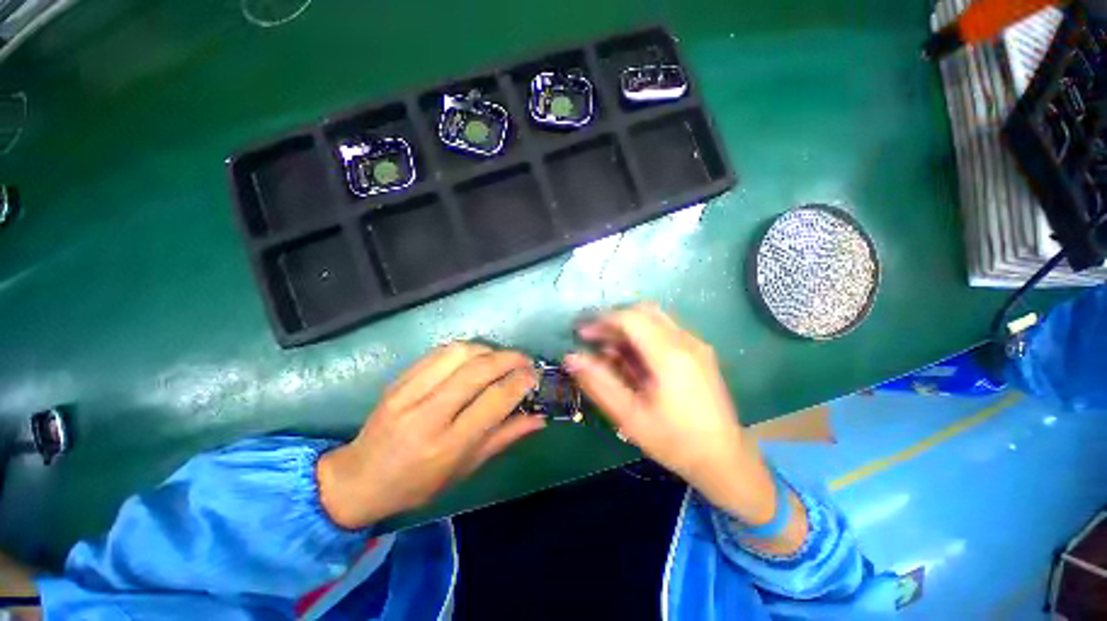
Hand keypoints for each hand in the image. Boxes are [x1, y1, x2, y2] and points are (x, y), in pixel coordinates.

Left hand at [317, 343, 544, 528]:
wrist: (358, 479)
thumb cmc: (417, 484)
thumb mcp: (465, 470)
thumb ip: (504, 439)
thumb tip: (539, 418)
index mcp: (447, 445)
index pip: (493, 401)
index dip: (520, 382)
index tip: (534, 376)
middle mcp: (428, 415)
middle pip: (478, 370)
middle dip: (509, 358)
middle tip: (525, 361)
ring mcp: (409, 393)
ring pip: (459, 353)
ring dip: (488, 350)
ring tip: (500, 359)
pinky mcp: (399, 379)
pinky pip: (439, 352)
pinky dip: (465, 349)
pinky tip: (475, 357)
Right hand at [564, 304, 777, 525]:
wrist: (724, 460)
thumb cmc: (673, 441)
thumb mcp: (629, 416)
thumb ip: (599, 382)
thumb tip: (572, 358)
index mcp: (669, 355)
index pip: (630, 318)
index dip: (602, 321)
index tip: (582, 333)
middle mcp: (686, 341)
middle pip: (644, 312)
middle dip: (615, 321)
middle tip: (594, 339)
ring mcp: (697, 345)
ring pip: (656, 319)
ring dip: (629, 328)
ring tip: (610, 352)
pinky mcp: (700, 352)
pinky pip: (667, 331)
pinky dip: (644, 336)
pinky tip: (634, 359)